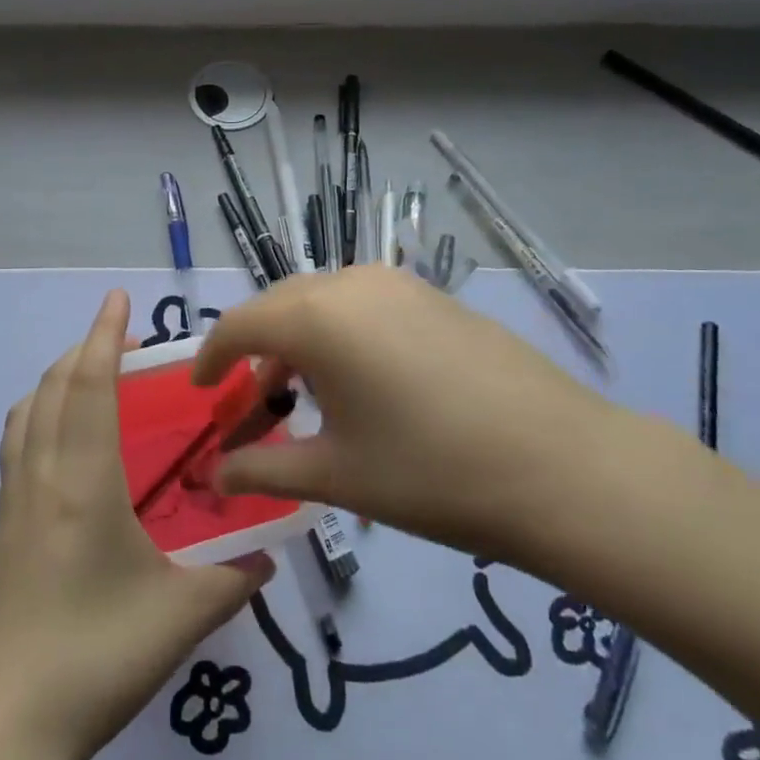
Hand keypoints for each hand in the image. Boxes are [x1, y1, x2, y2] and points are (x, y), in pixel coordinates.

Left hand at [0, 289, 272, 759]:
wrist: (2, 729)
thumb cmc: (95, 659)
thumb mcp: (181, 617)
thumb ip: (234, 577)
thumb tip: (268, 550)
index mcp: (84, 484)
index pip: (89, 387)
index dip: (103, 336)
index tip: (119, 298)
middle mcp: (42, 477)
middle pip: (53, 388)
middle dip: (84, 348)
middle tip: (119, 335)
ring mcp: (13, 502)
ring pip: (27, 413)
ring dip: (56, 378)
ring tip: (90, 375)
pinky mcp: (0, 528)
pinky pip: (17, 444)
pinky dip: (38, 413)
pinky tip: (62, 439)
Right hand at [196, 266, 660, 573]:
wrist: (560, 464)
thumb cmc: (431, 473)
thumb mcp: (336, 475)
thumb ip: (263, 470)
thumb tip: (214, 476)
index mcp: (315, 317)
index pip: (238, 325)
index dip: (210, 358)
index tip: (199, 392)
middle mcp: (350, 283)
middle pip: (279, 307)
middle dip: (253, 350)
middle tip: (249, 402)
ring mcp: (399, 284)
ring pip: (323, 302)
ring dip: (298, 341)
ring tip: (302, 396)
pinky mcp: (434, 296)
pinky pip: (364, 305)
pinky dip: (340, 334)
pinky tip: (360, 381)